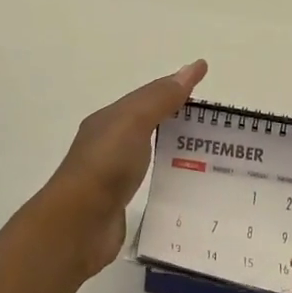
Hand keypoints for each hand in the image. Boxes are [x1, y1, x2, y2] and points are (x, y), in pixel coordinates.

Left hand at [40, 60, 206, 275]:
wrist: (78, 224)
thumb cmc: (105, 166)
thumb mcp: (134, 122)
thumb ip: (161, 98)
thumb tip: (192, 67)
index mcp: (109, 120)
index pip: (148, 97)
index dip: (175, 87)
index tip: (204, 80)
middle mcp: (108, 144)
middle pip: (147, 123)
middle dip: (176, 117)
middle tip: (213, 121)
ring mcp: (112, 175)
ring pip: (148, 152)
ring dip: (172, 147)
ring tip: (208, 152)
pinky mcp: (119, 203)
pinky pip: (148, 180)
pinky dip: (166, 175)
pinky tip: (183, 183)